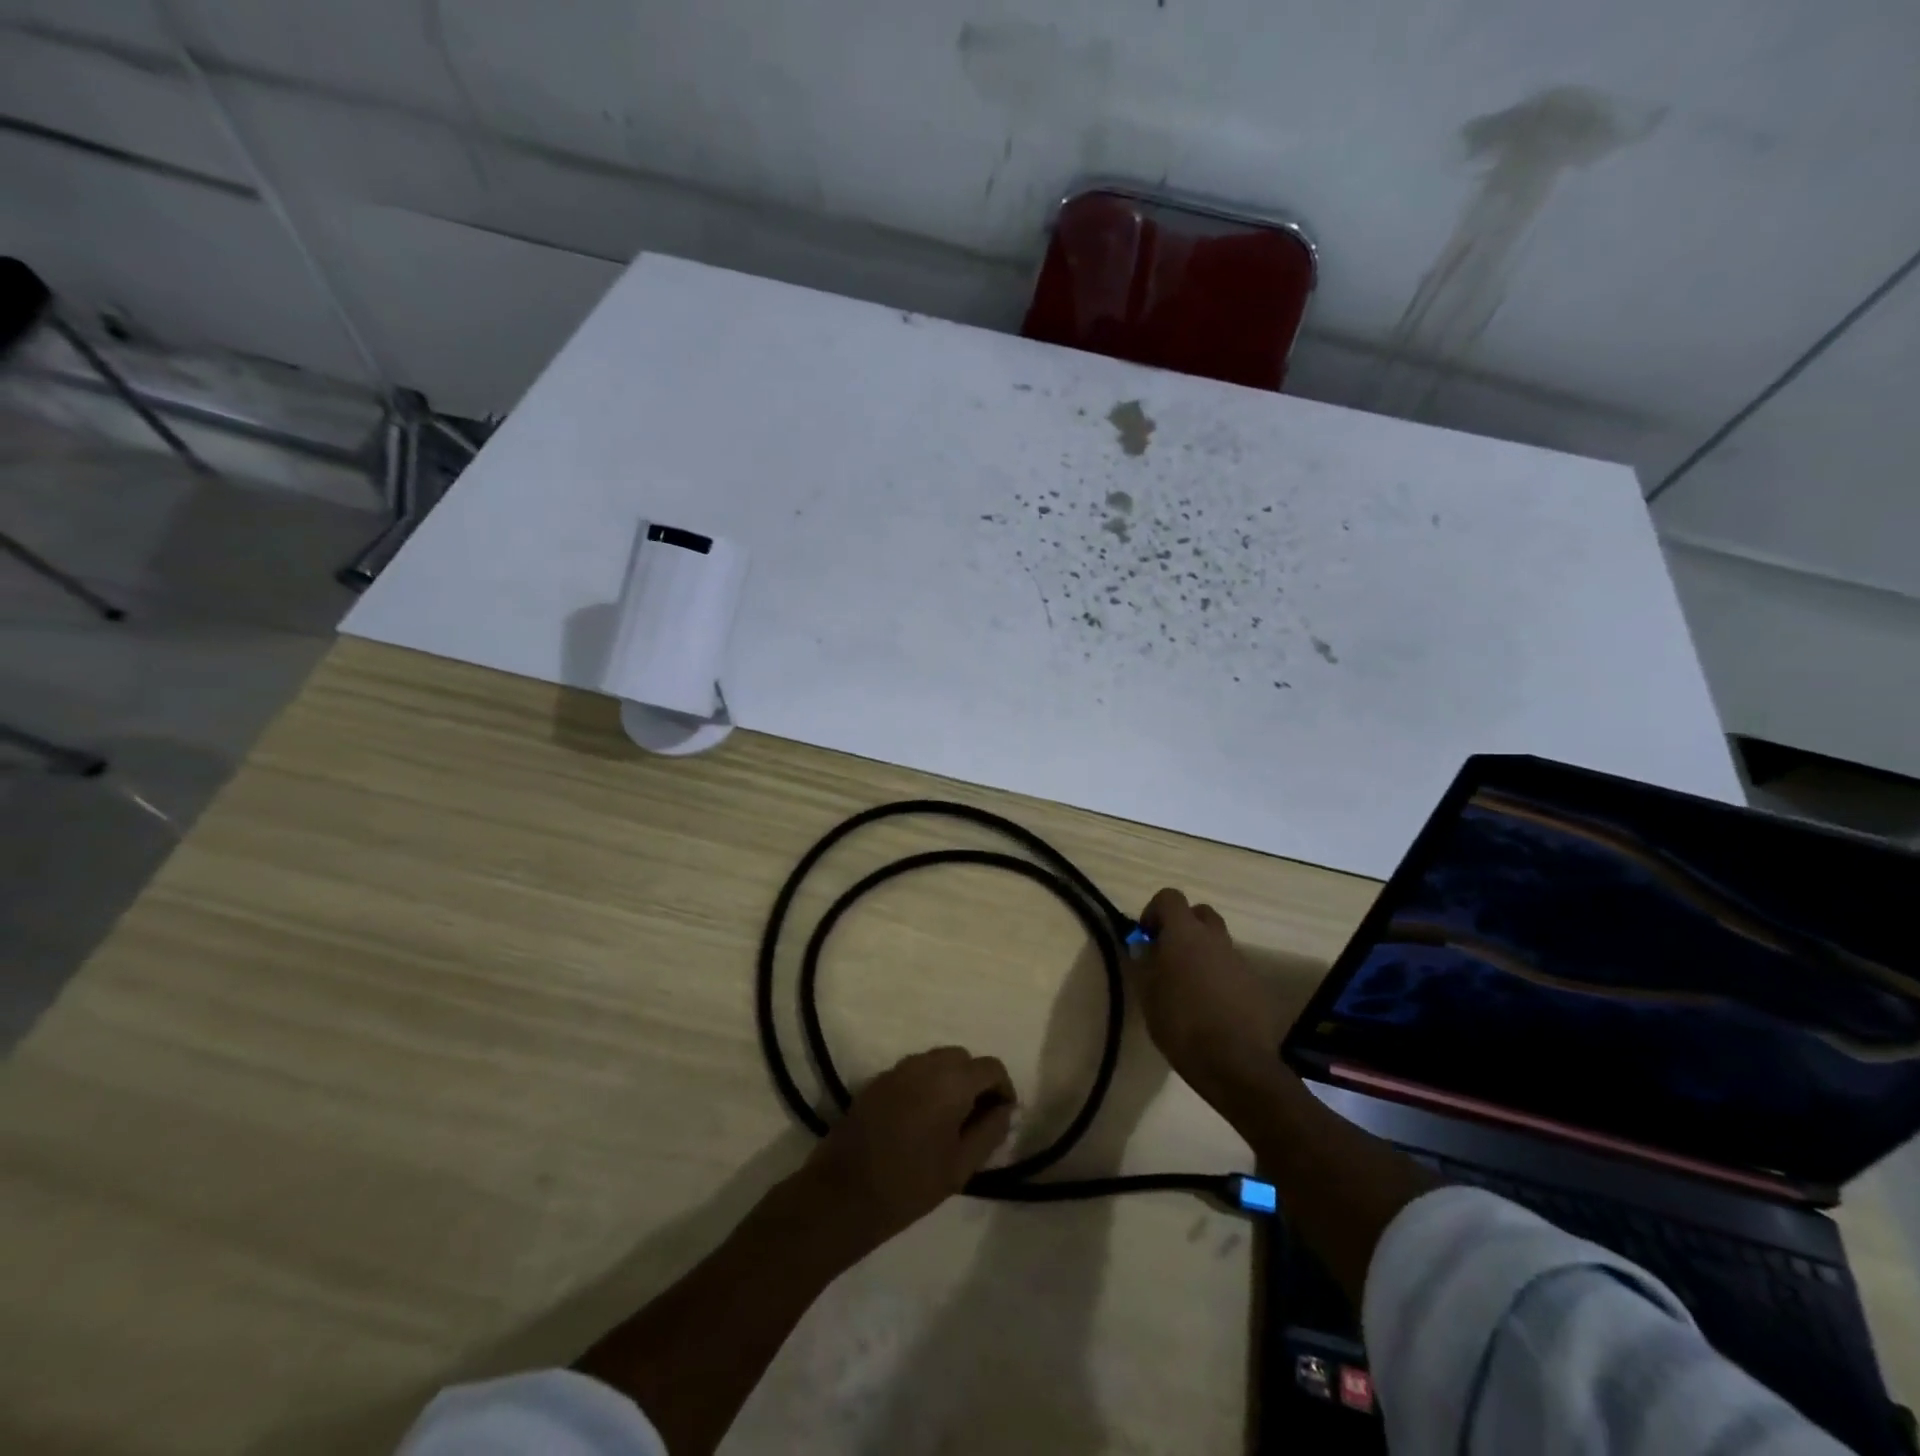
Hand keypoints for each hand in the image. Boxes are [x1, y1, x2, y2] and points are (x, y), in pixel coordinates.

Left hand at [799, 1047, 1014, 1253]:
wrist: (843, 1193)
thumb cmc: (910, 1184)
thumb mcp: (961, 1166)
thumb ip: (990, 1131)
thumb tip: (1004, 1109)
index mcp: (951, 1081)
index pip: (991, 1067)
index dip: (1003, 1088)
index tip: (1002, 1116)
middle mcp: (925, 1063)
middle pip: (963, 1059)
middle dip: (975, 1082)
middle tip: (976, 1119)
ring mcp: (897, 1069)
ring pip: (936, 1061)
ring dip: (950, 1081)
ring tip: (948, 1121)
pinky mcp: (877, 1080)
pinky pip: (913, 1072)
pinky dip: (925, 1085)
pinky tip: (919, 1120)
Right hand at [1132, 889, 1284, 1097]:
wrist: (1235, 1062)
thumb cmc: (1180, 1023)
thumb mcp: (1148, 993)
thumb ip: (1144, 961)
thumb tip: (1143, 945)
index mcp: (1185, 933)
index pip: (1170, 897)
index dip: (1154, 912)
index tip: (1147, 938)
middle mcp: (1215, 937)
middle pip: (1200, 913)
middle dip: (1183, 927)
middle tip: (1168, 955)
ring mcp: (1239, 960)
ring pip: (1217, 941)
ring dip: (1202, 952)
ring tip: (1188, 986)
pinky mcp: (1255, 984)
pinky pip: (1232, 967)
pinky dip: (1219, 975)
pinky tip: (1210, 1005)